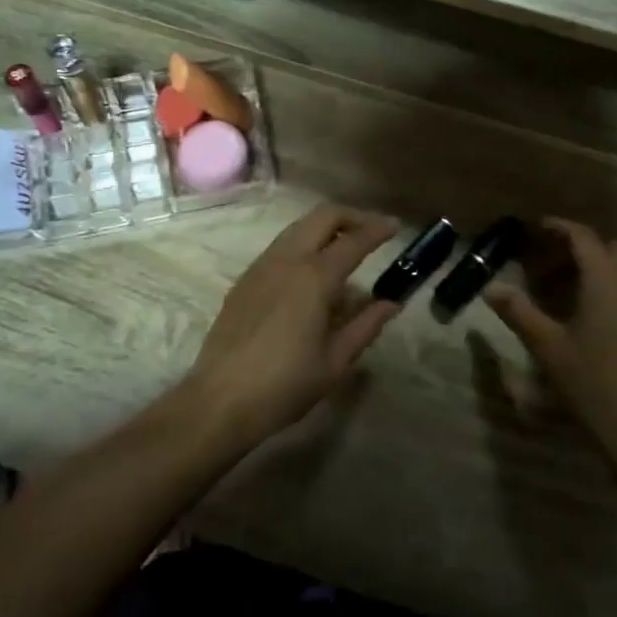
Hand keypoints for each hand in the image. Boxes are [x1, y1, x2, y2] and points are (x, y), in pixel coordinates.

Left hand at [182, 206, 400, 446]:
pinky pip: (281, 247)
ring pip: (298, 228)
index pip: (354, 240)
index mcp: (314, 277)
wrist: (221, 399)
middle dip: (351, 216)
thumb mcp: (335, 361)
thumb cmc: (286, 384)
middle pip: (323, 217)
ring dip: (325, 229)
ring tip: (345, 250)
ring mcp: (261, 266)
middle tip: (372, 231)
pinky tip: (311, 274)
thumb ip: (366, 326)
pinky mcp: (245, 279)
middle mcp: (287, 259)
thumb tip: (390, 303)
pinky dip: (304, 245)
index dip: (378, 229)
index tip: (396, 225)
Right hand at [484, 219, 616, 446]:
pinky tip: (597, 318)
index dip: (559, 227)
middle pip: (608, 249)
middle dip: (578, 248)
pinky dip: (615, 290)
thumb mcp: (546, 345)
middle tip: (548, 265)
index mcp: (605, 280)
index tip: (537, 228)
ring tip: (570, 290)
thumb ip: (518, 311)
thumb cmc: (590, 381)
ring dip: (599, 268)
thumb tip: (490, 287)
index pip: (583, 237)